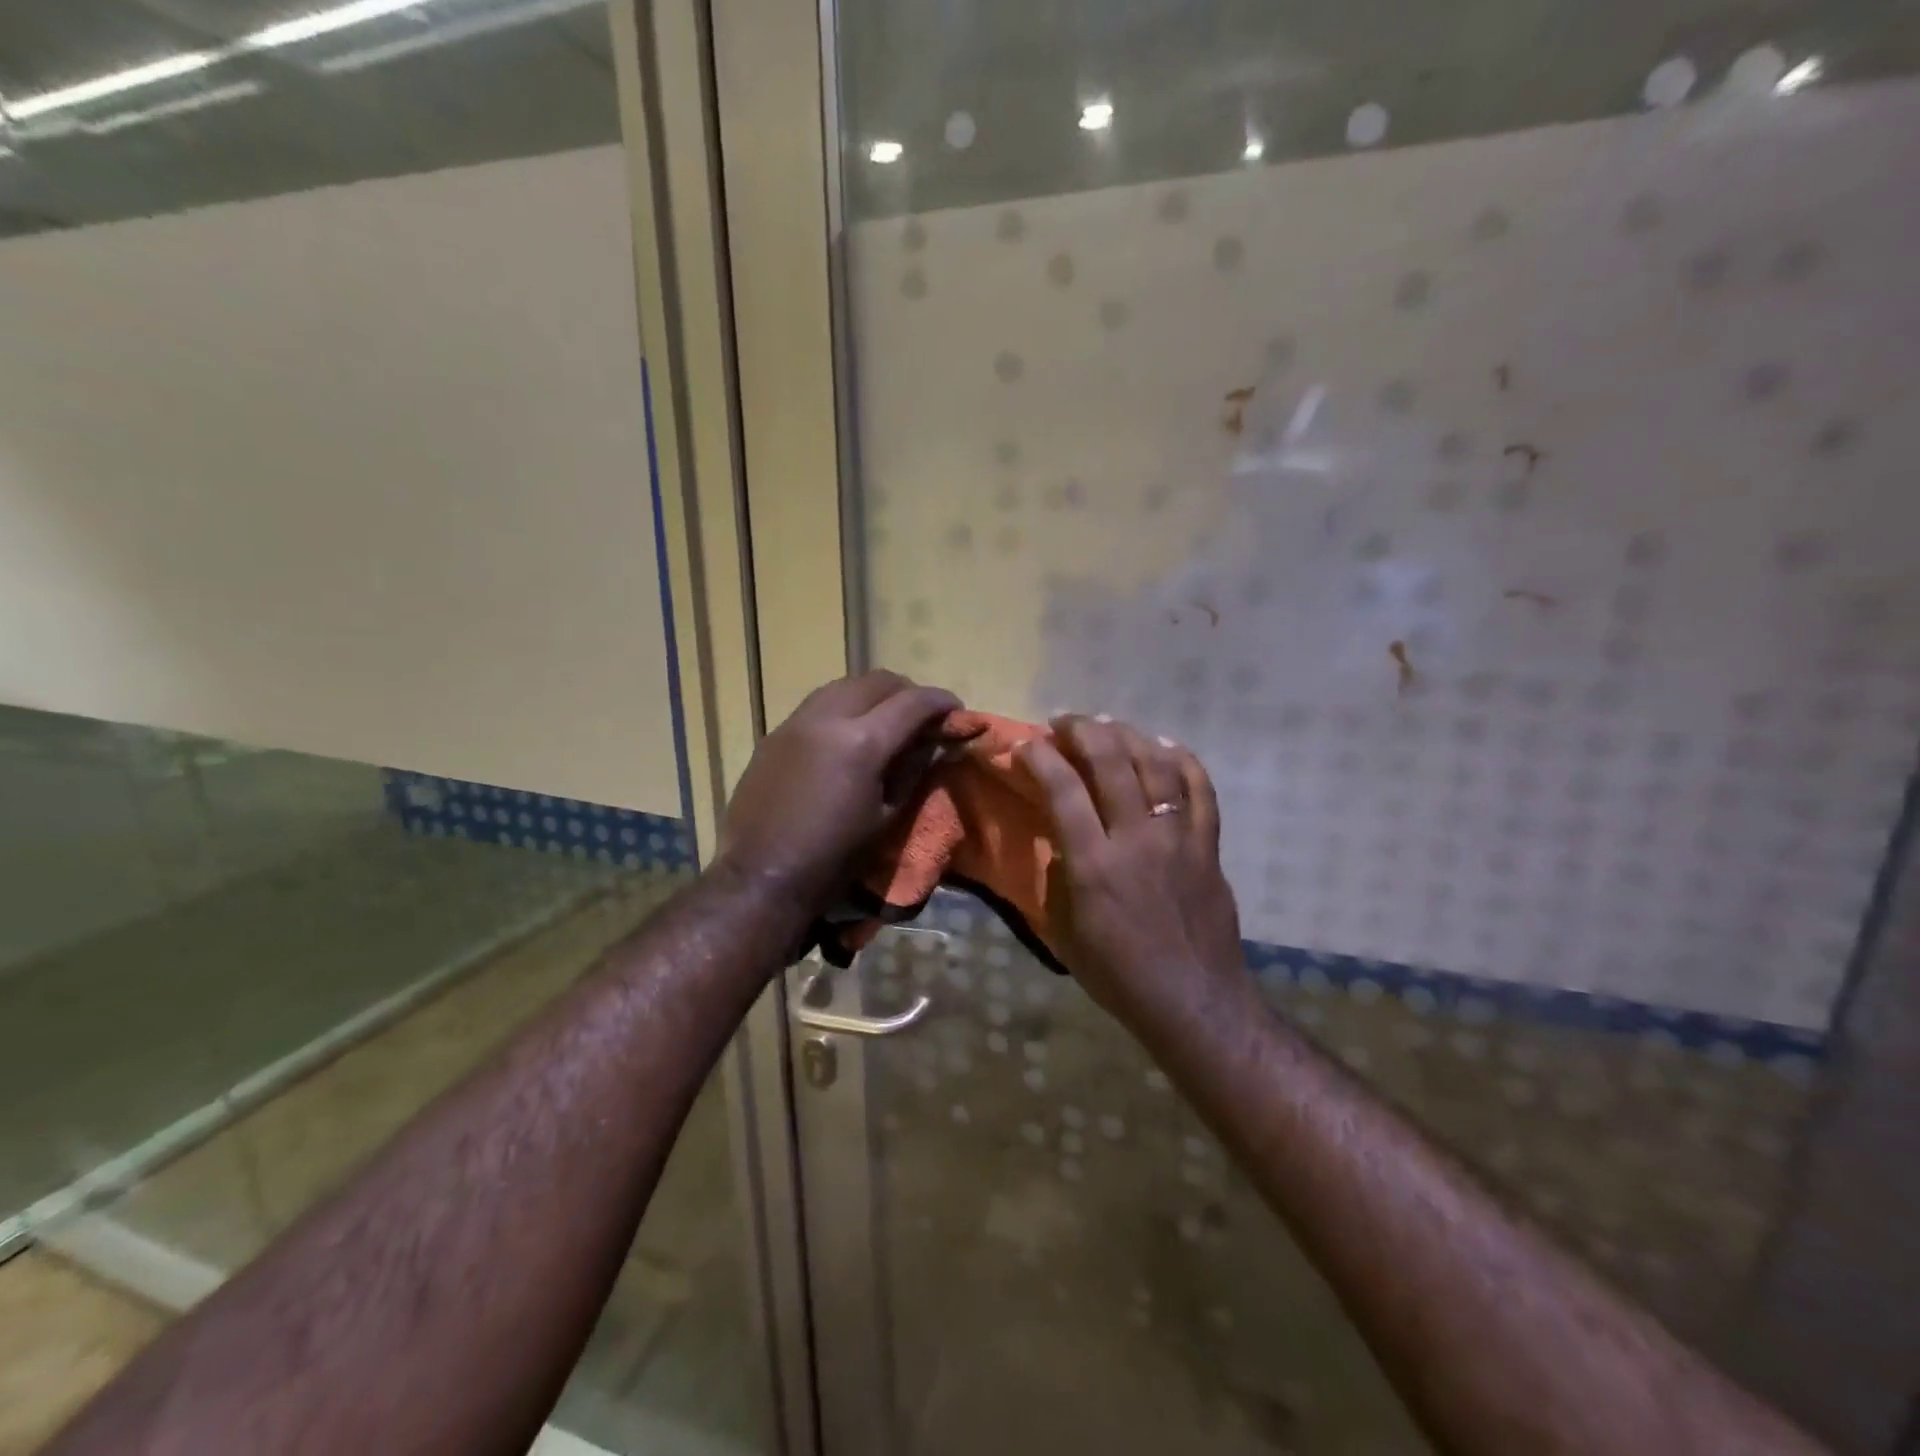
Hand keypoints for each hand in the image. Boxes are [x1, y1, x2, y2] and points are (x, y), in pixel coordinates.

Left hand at [717, 671, 966, 912]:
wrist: (761, 877)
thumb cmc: (834, 858)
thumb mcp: (886, 817)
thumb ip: (913, 770)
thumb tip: (935, 742)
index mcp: (863, 742)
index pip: (914, 702)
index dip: (941, 702)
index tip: (956, 711)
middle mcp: (828, 717)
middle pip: (878, 681)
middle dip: (907, 692)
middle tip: (921, 718)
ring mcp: (796, 722)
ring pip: (844, 685)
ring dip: (872, 695)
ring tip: (884, 721)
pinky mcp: (775, 734)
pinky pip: (818, 704)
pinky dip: (843, 708)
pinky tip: (846, 736)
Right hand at [1019, 716, 1244, 1036]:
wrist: (1194, 1002)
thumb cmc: (1119, 976)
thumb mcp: (1065, 934)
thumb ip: (1058, 878)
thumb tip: (1061, 840)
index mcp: (1094, 865)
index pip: (1063, 790)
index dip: (1040, 757)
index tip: (1024, 743)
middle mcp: (1137, 839)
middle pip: (1111, 762)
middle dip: (1082, 731)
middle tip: (1063, 722)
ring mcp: (1179, 838)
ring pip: (1156, 765)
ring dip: (1128, 736)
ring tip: (1107, 725)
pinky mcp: (1209, 846)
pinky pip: (1201, 789)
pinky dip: (1183, 760)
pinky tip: (1165, 745)